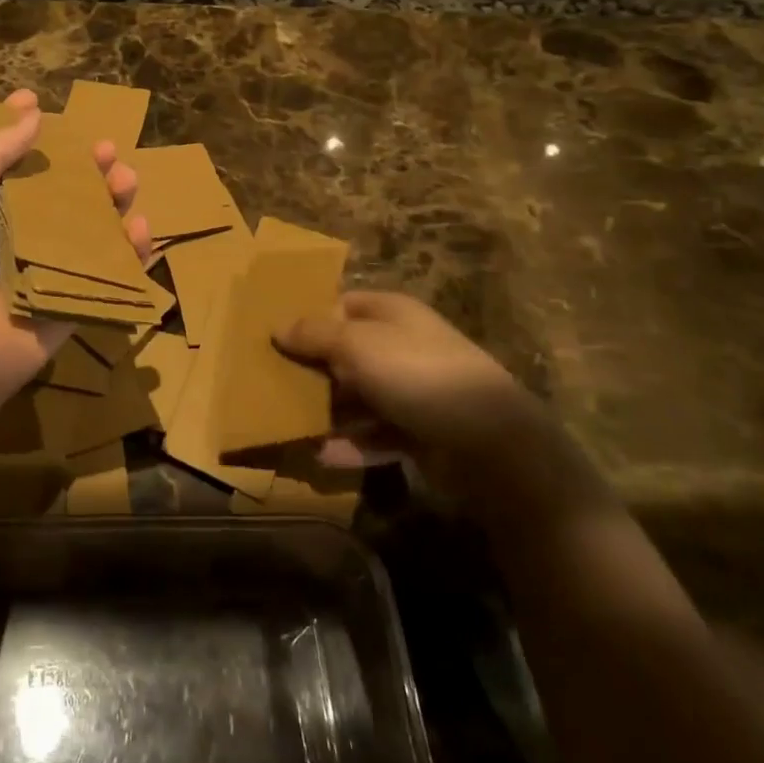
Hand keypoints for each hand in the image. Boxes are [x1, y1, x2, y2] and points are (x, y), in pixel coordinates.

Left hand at [0, 89, 150, 413]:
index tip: (43, 104)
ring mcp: (51, 269)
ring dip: (113, 201)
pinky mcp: (77, 300)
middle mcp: (21, 234)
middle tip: (107, 150)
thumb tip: (31, 111)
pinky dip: (131, 252)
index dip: (29, 135)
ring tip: (126, 181)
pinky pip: (110, 272)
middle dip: (87, 168)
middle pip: (63, 192)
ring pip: (92, 227)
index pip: (14, 163)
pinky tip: (140, 229)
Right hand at [274, 291, 539, 472]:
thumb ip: (314, 335)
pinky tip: (322, 457)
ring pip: (358, 396)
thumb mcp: (357, 345)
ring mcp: (412, 391)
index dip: (310, 318)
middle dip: (312, 369)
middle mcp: (401, 346)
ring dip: (328, 411)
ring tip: (290, 425)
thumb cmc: (417, 374)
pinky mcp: (419, 432)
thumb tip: (278, 327)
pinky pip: (376, 435)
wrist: (490, 442)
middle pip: (346, 352)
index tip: (274, 340)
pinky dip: (352, 445)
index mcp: (391, 313)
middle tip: (273, 384)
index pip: (342, 305)